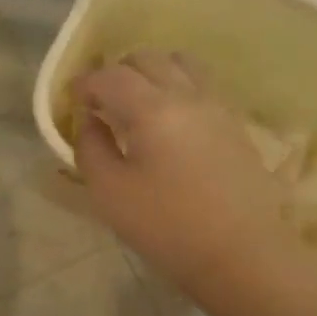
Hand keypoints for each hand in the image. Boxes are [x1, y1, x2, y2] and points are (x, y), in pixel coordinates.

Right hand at [72, 51, 295, 294]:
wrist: (244, 256)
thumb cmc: (168, 227)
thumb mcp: (109, 192)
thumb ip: (90, 147)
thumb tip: (90, 120)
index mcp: (152, 109)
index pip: (110, 76)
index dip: (85, 83)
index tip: (72, 100)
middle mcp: (187, 95)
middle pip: (147, 59)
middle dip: (117, 72)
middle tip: (101, 102)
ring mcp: (217, 107)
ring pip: (180, 64)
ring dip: (152, 73)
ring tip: (137, 104)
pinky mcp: (235, 125)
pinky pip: (202, 85)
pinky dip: (178, 87)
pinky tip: (169, 121)